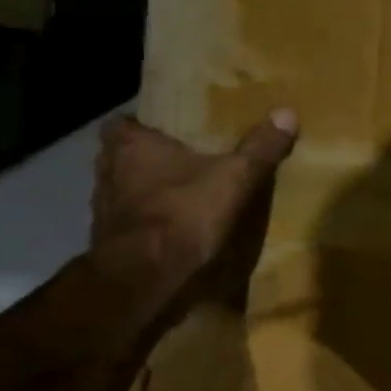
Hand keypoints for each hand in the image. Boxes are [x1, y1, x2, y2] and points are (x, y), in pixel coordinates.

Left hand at [90, 111, 297, 304]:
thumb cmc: (184, 212)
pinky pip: (131, 222)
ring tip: (183, 193)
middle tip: (184, 158)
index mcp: (130, 147)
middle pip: (123, 156)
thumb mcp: (235, 176)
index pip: (122, 123)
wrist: (146, 278)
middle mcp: (108, 172)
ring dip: (147, 191)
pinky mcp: (110, 242)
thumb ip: (259, 147)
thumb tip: (287, 112)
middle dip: (148, 157)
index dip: (143, 124)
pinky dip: (149, 222)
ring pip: (125, 190)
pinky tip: (175, 227)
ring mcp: (104, 210)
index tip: (168, 128)